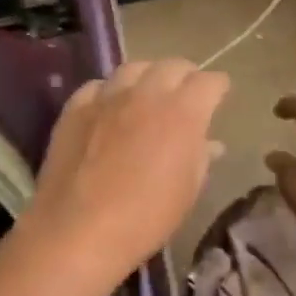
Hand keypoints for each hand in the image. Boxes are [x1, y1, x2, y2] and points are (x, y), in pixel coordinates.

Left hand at [25, 59, 229, 283]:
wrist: (79, 229)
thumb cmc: (145, 218)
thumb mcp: (187, 192)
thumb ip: (200, 158)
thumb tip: (210, 143)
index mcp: (183, 112)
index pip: (209, 82)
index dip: (217, 87)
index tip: (219, 96)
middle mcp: (147, 93)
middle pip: (172, 65)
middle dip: (185, 76)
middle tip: (186, 93)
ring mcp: (108, 96)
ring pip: (134, 68)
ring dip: (147, 76)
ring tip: (148, 92)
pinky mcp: (76, 107)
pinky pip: (98, 86)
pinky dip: (110, 92)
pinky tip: (110, 107)